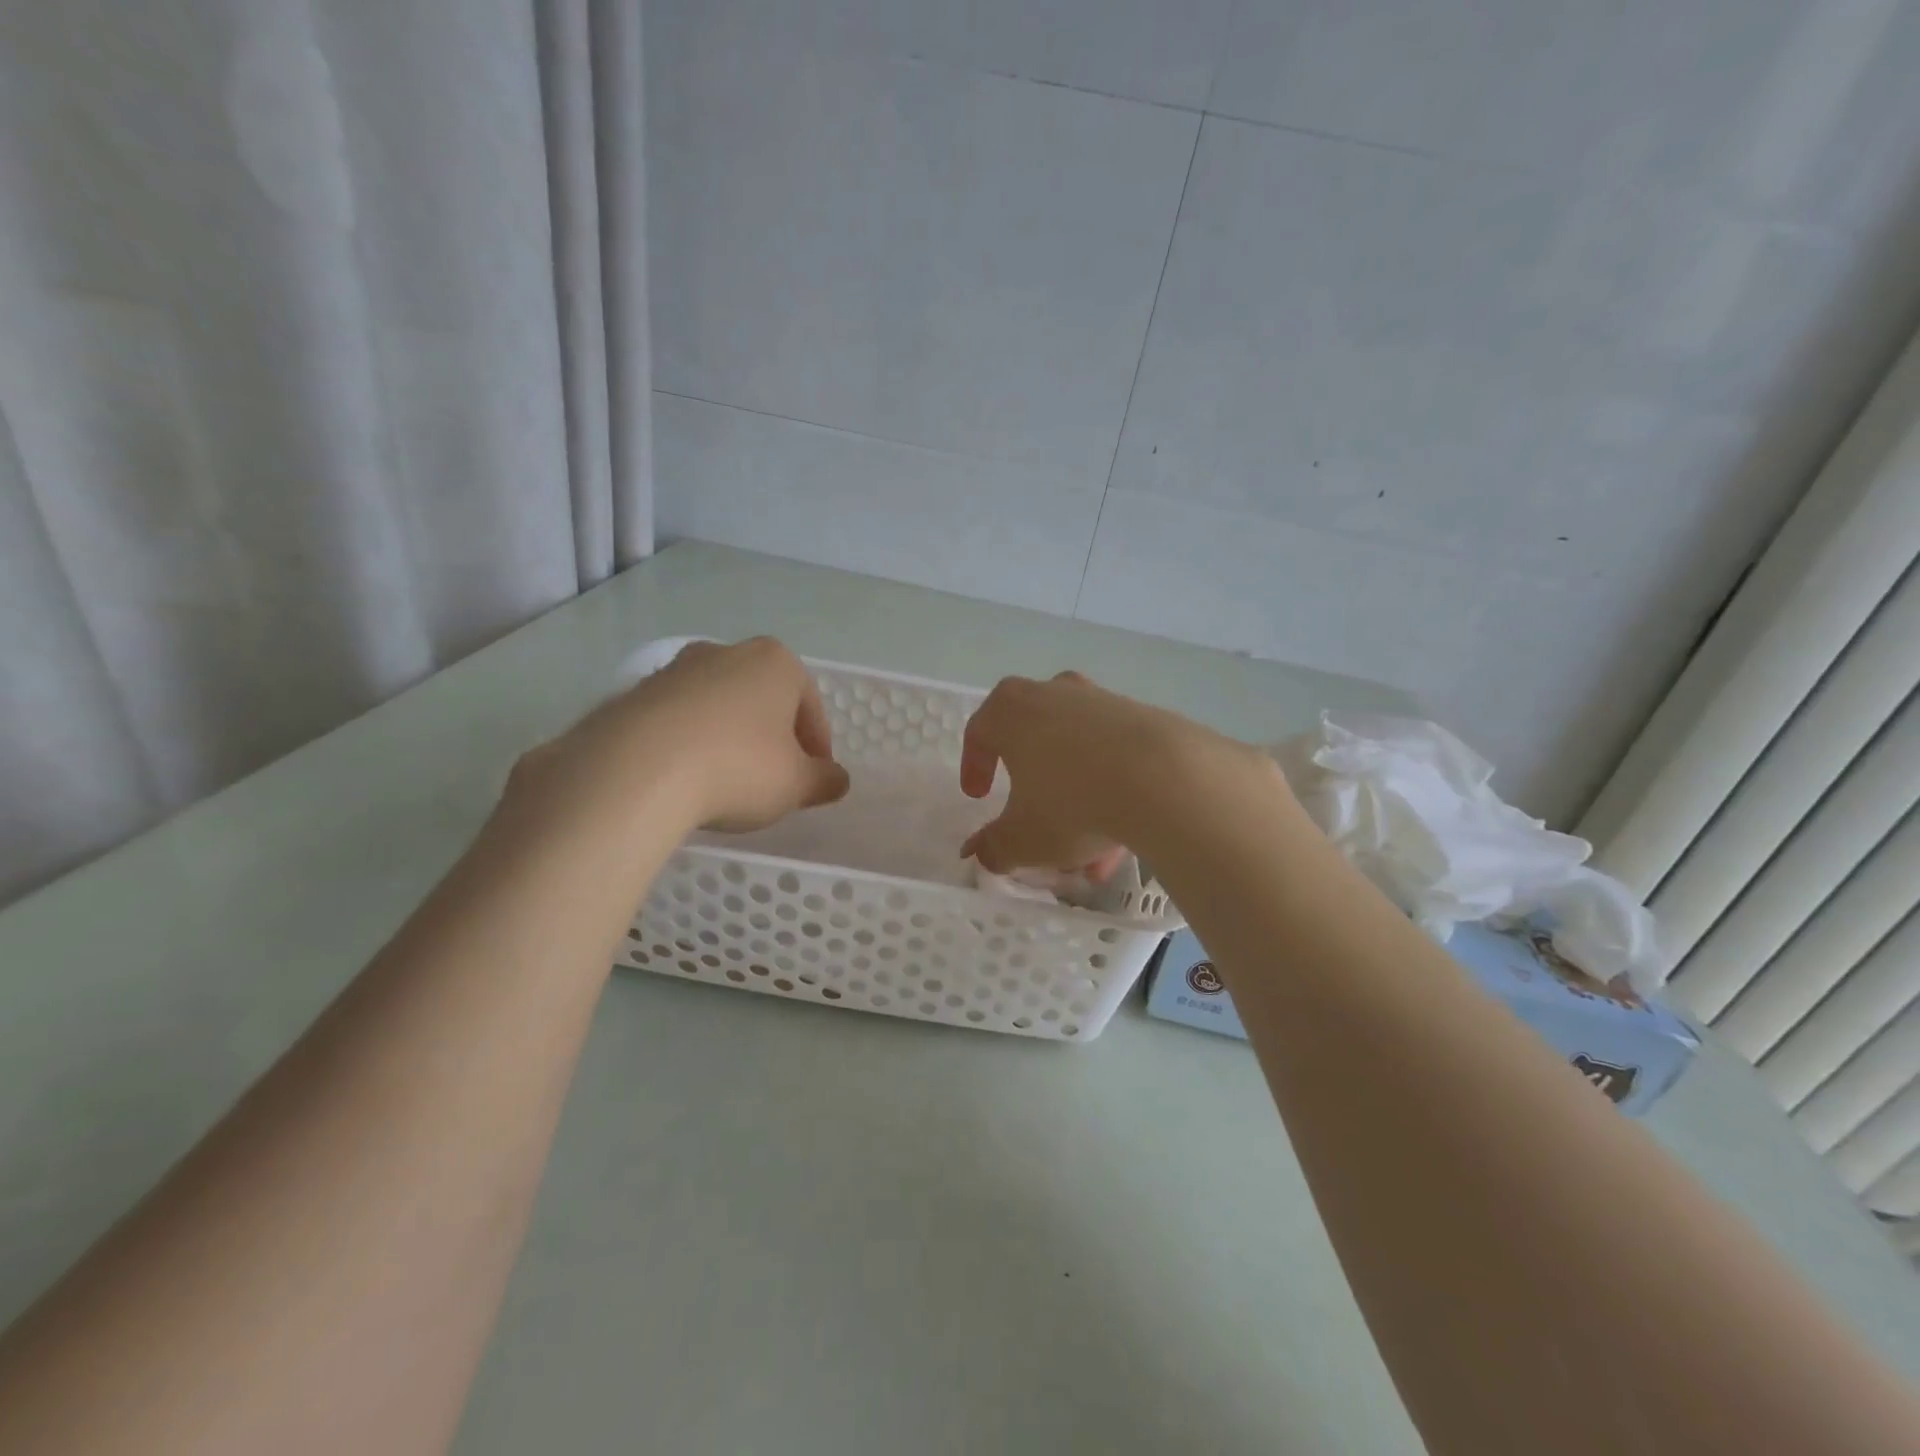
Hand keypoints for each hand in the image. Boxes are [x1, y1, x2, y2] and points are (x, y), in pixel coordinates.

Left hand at [512, 637, 849, 838]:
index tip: (812, 779)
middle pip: (763, 700)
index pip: (810, 706)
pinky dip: (690, 743)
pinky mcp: (635, 694)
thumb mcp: (797, 784)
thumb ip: (825, 780)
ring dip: (729, 737)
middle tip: (773, 779)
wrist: (635, 770)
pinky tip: (686, 778)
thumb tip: (836, 780)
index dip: (817, 746)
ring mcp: (676, 669)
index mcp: (776, 662)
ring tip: (726, 783)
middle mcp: (726, 653)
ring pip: (719, 706)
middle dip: (772, 736)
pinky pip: (678, 720)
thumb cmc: (737, 767)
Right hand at [959, 671, 1267, 874]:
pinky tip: (1124, 835)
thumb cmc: (1072, 803)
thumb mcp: (1022, 839)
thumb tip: (979, 854)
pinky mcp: (1143, 716)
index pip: (980, 732)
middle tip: (1034, 822)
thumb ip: (993, 848)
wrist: (1165, 778)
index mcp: (1011, 710)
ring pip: (1078, 755)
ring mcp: (1101, 701)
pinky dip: (1111, 792)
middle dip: (1032, 790)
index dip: (974, 766)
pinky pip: (1115, 757)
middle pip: (1033, 742)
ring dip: (1077, 800)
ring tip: (1090, 854)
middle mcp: (1053, 693)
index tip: (978, 796)